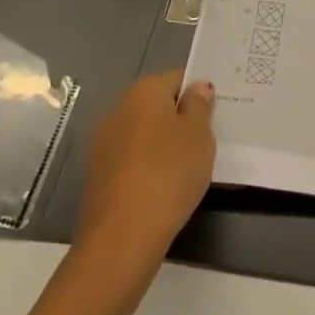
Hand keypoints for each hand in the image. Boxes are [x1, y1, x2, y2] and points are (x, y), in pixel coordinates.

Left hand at [74, 70, 215, 277]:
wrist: (122, 235)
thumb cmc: (169, 173)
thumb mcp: (199, 135)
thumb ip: (200, 105)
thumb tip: (197, 87)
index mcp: (144, 92)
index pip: (177, 78)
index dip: (198, 93)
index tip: (215, 114)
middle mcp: (119, 109)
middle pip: (157, 105)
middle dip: (180, 118)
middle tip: (206, 141)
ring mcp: (104, 143)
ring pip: (144, 134)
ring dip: (163, 144)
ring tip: (187, 168)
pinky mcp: (98, 175)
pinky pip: (132, 159)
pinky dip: (147, 167)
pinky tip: (163, 188)